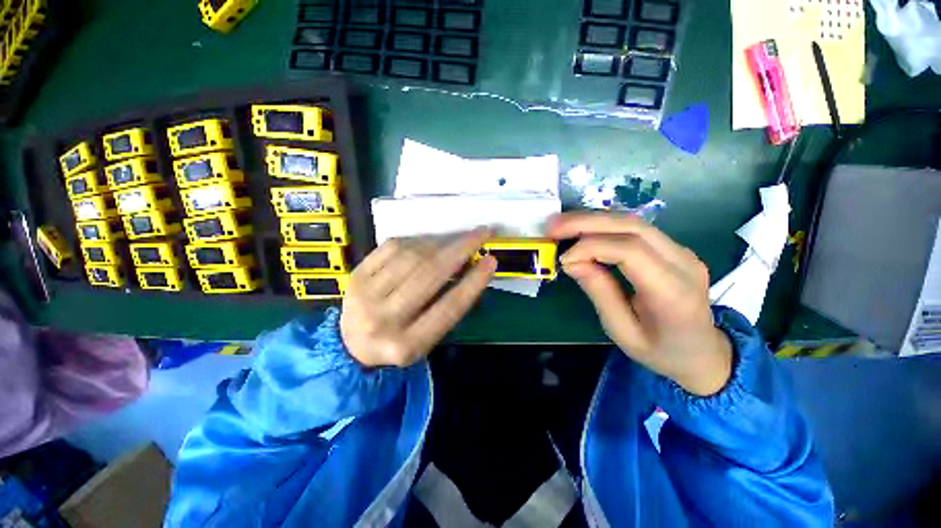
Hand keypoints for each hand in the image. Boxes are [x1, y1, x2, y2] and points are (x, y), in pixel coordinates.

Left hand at [340, 229, 496, 367]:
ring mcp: (364, 294)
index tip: (492, 260)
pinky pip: (393, 246)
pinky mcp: (356, 274)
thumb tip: (468, 267)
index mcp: (406, 345)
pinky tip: (432, 241)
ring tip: (459, 237)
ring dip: (442, 242)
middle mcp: (383, 320)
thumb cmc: (398, 341)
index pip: (448, 308)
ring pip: (413, 256)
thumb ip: (448, 308)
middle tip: (482, 233)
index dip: (473, 282)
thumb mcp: (427, 338)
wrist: (352, 343)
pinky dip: (419, 240)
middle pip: (429, 274)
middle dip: (461, 248)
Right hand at [547, 212, 731, 396]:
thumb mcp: (622, 332)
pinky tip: (583, 230)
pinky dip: (604, 226)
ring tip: (562, 224)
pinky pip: (635, 229)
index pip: (630, 251)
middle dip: (587, 222)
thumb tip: (571, 261)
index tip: (564, 259)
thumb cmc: (661, 351)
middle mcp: (683, 263)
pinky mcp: (673, 248)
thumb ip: (599, 293)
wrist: (704, 353)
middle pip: (632, 226)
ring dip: (593, 219)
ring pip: (633, 221)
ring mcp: (682, 251)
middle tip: (553, 225)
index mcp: (673, 292)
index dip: (591, 248)